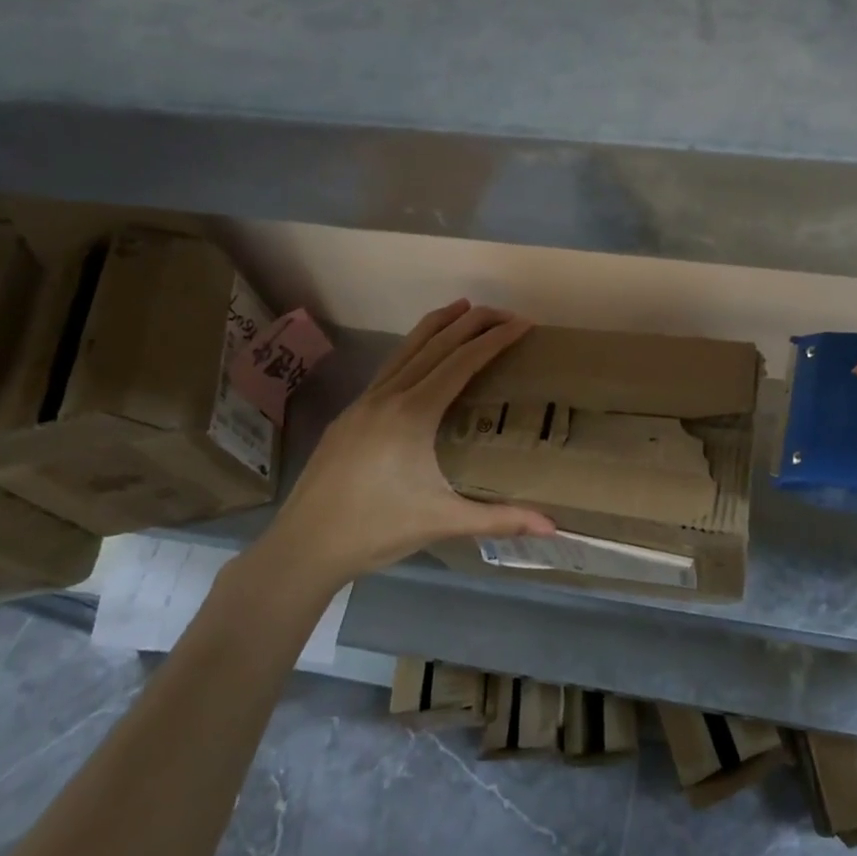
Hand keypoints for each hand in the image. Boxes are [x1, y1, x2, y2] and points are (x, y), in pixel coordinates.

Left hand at [253, 300, 554, 590]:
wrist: (303, 547)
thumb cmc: (376, 531)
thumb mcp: (443, 522)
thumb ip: (500, 519)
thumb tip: (553, 527)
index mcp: (413, 414)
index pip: (462, 362)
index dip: (495, 339)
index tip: (523, 324)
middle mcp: (388, 397)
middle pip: (436, 344)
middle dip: (472, 322)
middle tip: (504, 311)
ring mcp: (363, 403)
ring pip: (406, 349)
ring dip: (438, 325)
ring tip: (463, 308)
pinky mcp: (349, 415)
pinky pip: (389, 367)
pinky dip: (414, 349)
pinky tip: (422, 357)